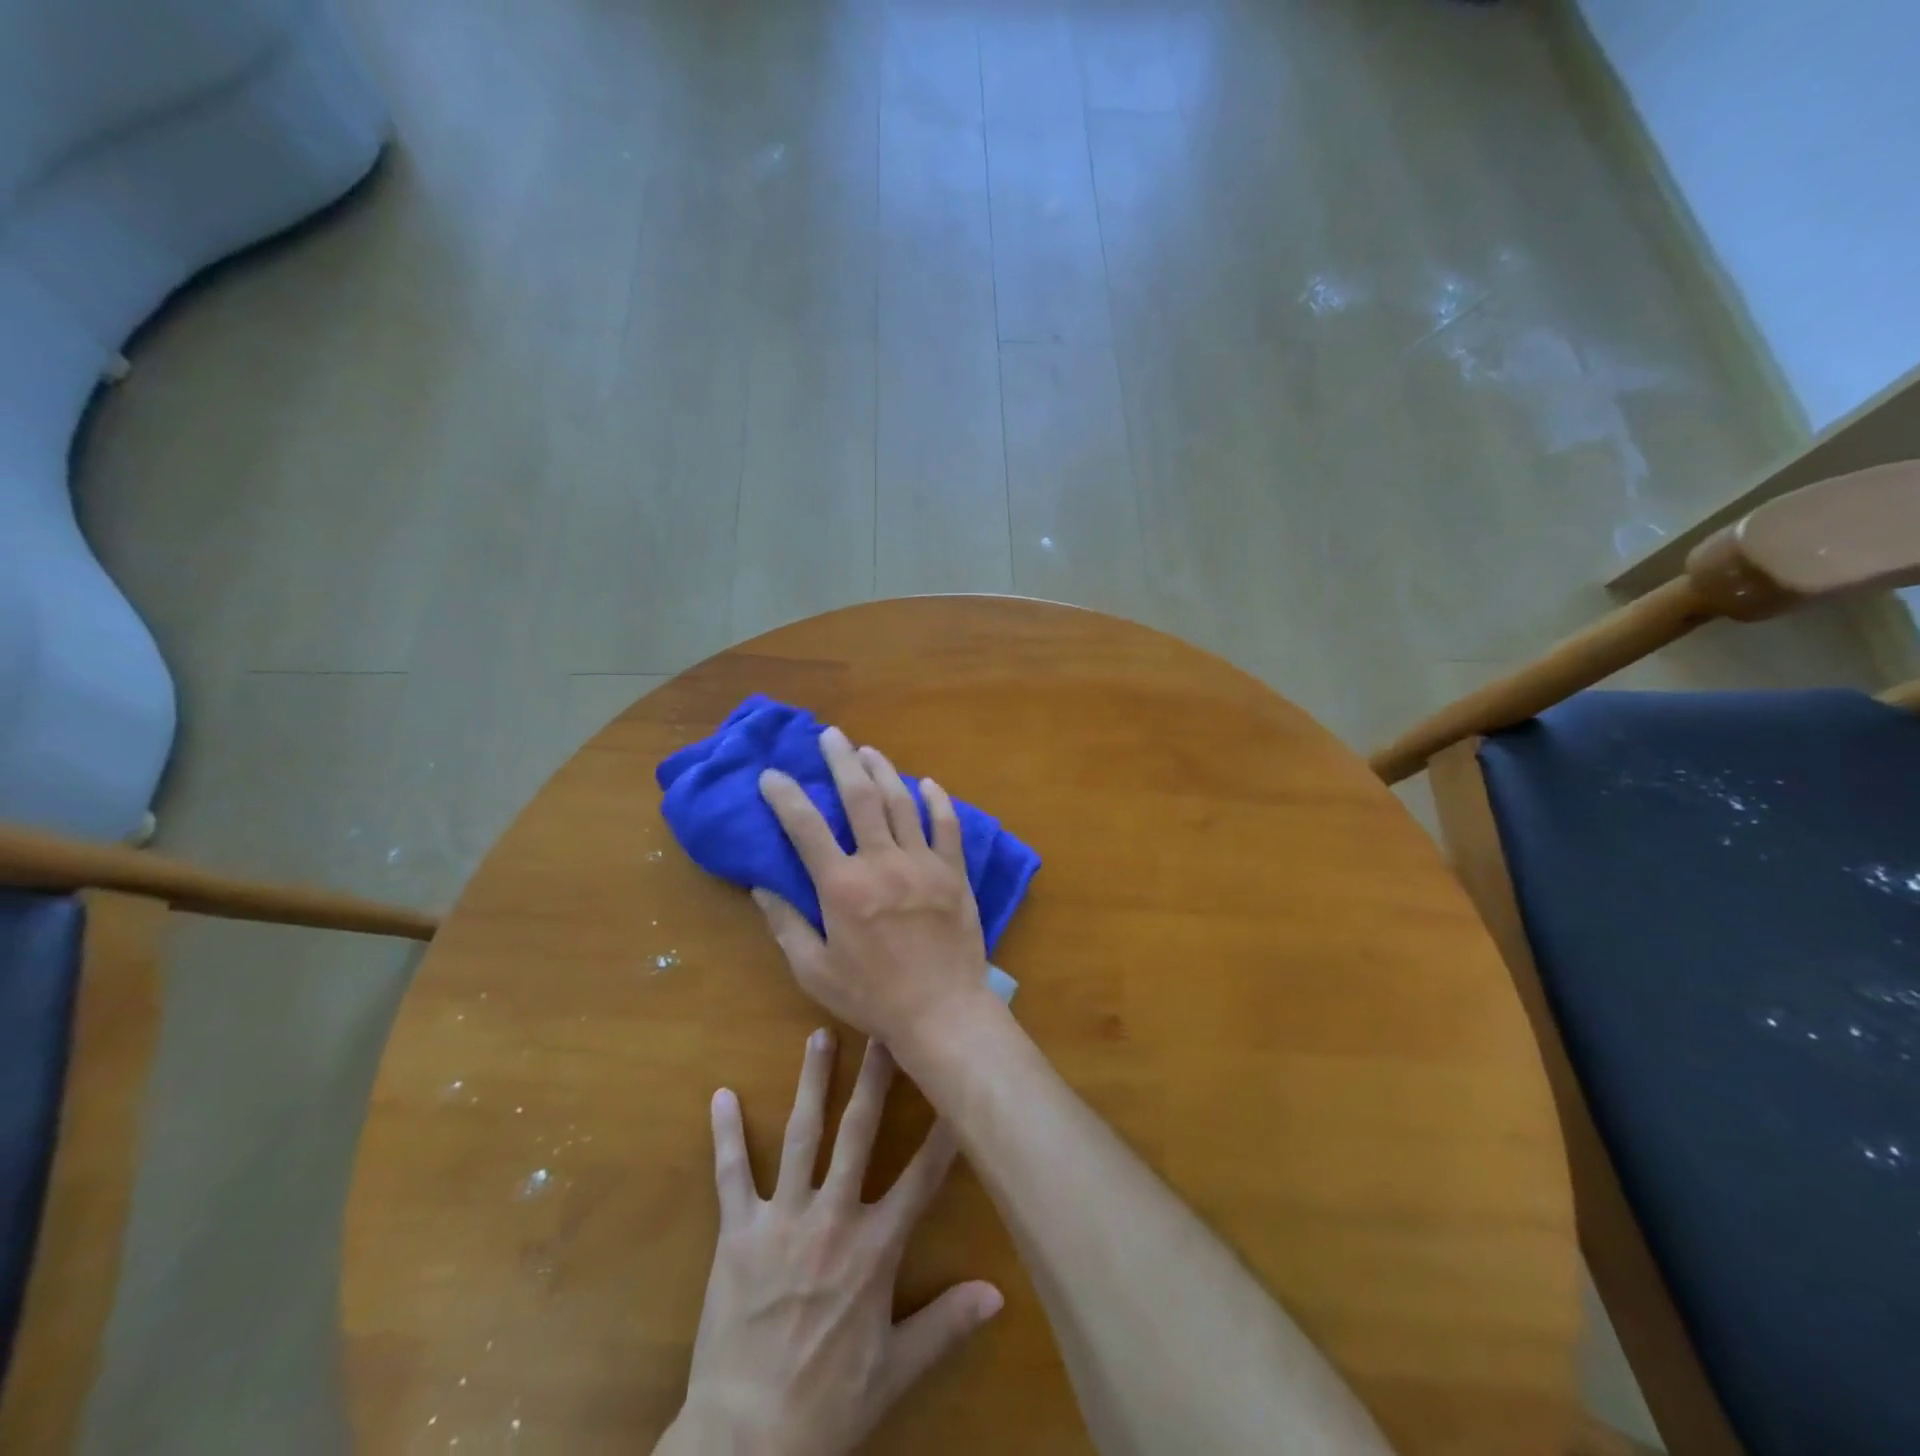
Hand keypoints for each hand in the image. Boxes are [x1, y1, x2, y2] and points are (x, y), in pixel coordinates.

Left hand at [662, 1030, 1001, 1455]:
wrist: (744, 1443)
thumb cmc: (826, 1405)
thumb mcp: (895, 1371)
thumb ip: (946, 1324)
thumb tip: (999, 1294)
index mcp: (874, 1249)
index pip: (921, 1178)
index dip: (943, 1132)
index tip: (955, 1086)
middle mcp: (831, 1218)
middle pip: (858, 1135)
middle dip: (874, 1079)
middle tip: (882, 1031)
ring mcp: (781, 1220)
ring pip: (803, 1136)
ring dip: (813, 1083)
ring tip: (820, 1036)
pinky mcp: (737, 1232)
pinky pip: (731, 1174)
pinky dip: (727, 1134)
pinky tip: (722, 1095)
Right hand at [754, 727, 991, 1049]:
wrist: (942, 1012)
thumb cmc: (872, 996)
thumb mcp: (814, 971)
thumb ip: (786, 925)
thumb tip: (760, 887)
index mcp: (842, 886)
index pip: (805, 827)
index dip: (785, 795)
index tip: (771, 774)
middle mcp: (881, 862)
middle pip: (859, 797)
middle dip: (841, 760)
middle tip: (830, 735)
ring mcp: (922, 863)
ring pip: (902, 802)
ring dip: (883, 771)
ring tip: (868, 751)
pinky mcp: (953, 873)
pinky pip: (947, 826)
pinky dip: (937, 801)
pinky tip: (928, 784)